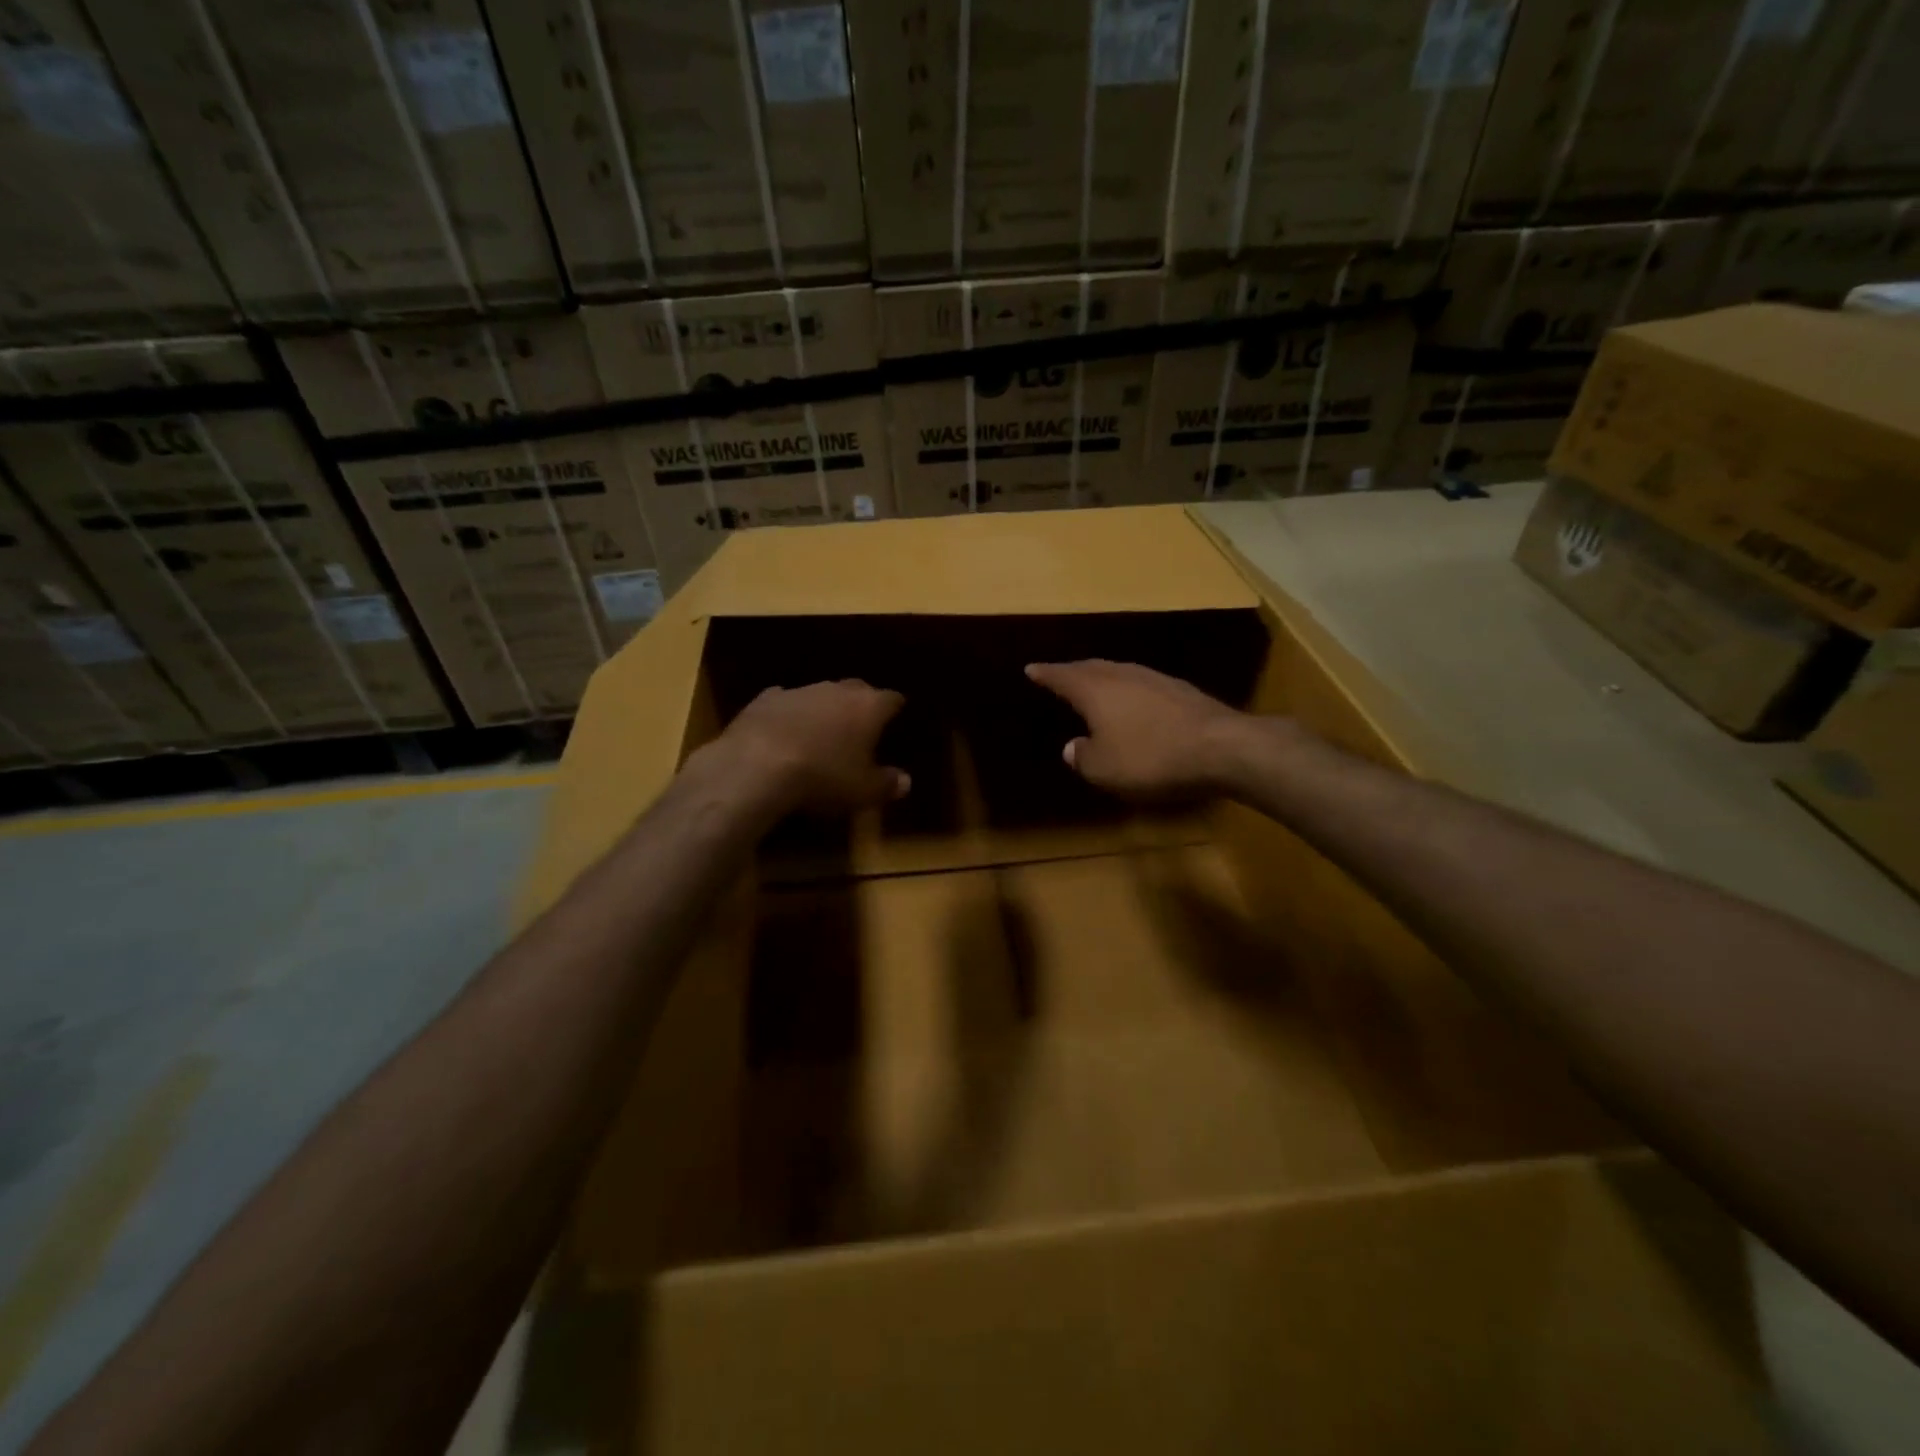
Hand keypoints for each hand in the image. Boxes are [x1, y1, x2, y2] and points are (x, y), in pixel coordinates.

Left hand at [703, 679, 909, 815]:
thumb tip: (906, 781)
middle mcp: (836, 690)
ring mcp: (799, 691)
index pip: (891, 699)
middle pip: (857, 689)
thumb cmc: (823, 777)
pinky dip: (789, 714)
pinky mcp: (764, 699)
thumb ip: (887, 784)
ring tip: (822, 731)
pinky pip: (784, 702)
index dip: (895, 708)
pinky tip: (785, 730)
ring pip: (820, 693)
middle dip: (861, 703)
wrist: (756, 766)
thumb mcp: (863, 791)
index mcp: (868, 707)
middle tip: (862, 724)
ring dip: (824, 708)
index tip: (896, 718)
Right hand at [1025, 659, 1248, 802]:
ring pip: (1120, 672)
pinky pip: (1143, 684)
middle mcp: (1123, 675)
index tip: (1031, 668)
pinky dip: (1129, 689)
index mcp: (1096, 690)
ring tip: (1094, 683)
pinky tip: (1134, 701)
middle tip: (1060, 673)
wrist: (1221, 747)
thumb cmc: (1152, 757)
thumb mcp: (1105, 769)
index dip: (1045, 673)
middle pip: (1092, 667)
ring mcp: (1155, 679)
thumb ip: (1083, 757)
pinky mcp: (1182, 691)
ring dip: (1103, 676)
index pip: (1063, 676)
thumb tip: (1072, 747)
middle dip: (1073, 671)